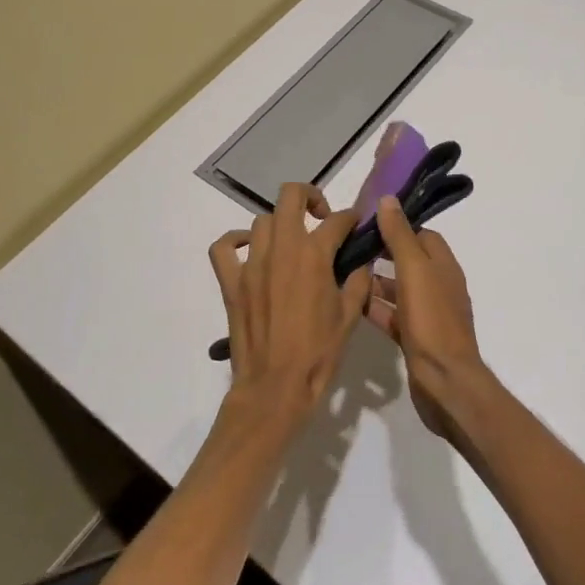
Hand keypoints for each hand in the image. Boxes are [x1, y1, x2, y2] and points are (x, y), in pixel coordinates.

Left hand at [208, 183, 371, 421]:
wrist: (275, 388)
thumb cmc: (318, 354)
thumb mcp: (350, 317)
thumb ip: (358, 282)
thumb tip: (361, 263)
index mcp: (314, 256)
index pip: (336, 220)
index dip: (350, 218)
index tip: (355, 224)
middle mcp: (281, 249)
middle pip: (290, 196)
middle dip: (310, 197)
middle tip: (320, 216)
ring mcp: (251, 264)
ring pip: (262, 221)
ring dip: (280, 225)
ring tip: (291, 244)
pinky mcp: (231, 282)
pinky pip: (223, 248)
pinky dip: (234, 241)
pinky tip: (249, 250)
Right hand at [368, 197, 487, 440]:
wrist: (445, 382)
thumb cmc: (432, 320)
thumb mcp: (414, 270)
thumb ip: (399, 236)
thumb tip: (388, 199)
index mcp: (444, 266)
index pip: (422, 235)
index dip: (397, 226)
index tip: (367, 221)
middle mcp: (439, 286)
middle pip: (408, 261)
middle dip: (382, 252)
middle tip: (348, 246)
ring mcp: (428, 315)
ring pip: (398, 289)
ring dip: (375, 281)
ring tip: (342, 272)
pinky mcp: (416, 338)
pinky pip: (392, 315)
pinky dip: (375, 308)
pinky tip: (351, 304)